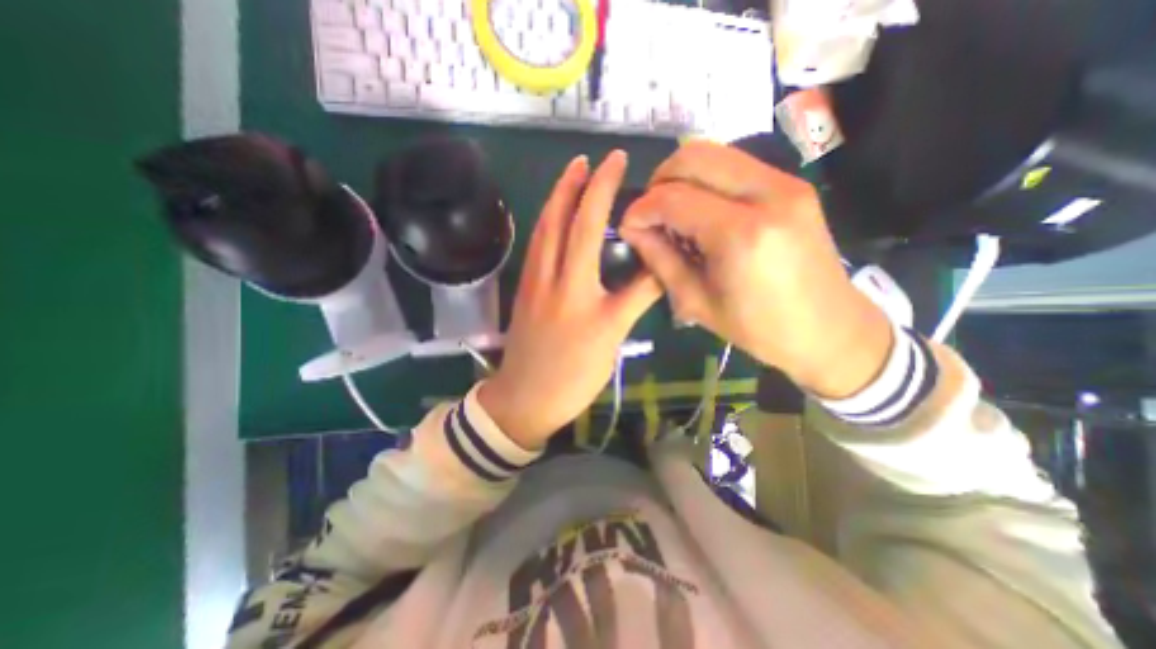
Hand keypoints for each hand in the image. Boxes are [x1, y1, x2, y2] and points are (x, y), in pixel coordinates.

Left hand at [476, 150, 658, 448]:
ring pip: (541, 230)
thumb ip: (636, 299)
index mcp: (576, 288)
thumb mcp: (612, 339)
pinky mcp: (525, 291)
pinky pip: (536, 247)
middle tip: (586, 159)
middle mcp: (550, 276)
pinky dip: (546, 223)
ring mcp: (533, 282)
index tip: (617, 161)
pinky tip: (554, 218)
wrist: (526, 398)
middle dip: (573, 183)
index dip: (606, 190)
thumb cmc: (573, 374)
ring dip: (556, 198)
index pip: (592, 227)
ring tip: (570, 177)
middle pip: (558, 219)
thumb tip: (661, 268)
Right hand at [618, 138, 886, 400]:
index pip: (673, 198)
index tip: (628, 226)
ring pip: (715, 152)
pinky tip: (701, 210)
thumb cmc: (758, 329)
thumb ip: (660, 259)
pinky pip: (735, 165)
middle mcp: (767, 195)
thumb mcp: (696, 302)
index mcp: (740, 235)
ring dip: (682, 177)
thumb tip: (633, 229)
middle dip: (659, 181)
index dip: (642, 209)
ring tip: (672, 211)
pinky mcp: (793, 184)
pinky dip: (707, 180)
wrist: (828, 330)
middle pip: (694, 156)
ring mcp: (786, 183)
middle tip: (649, 213)